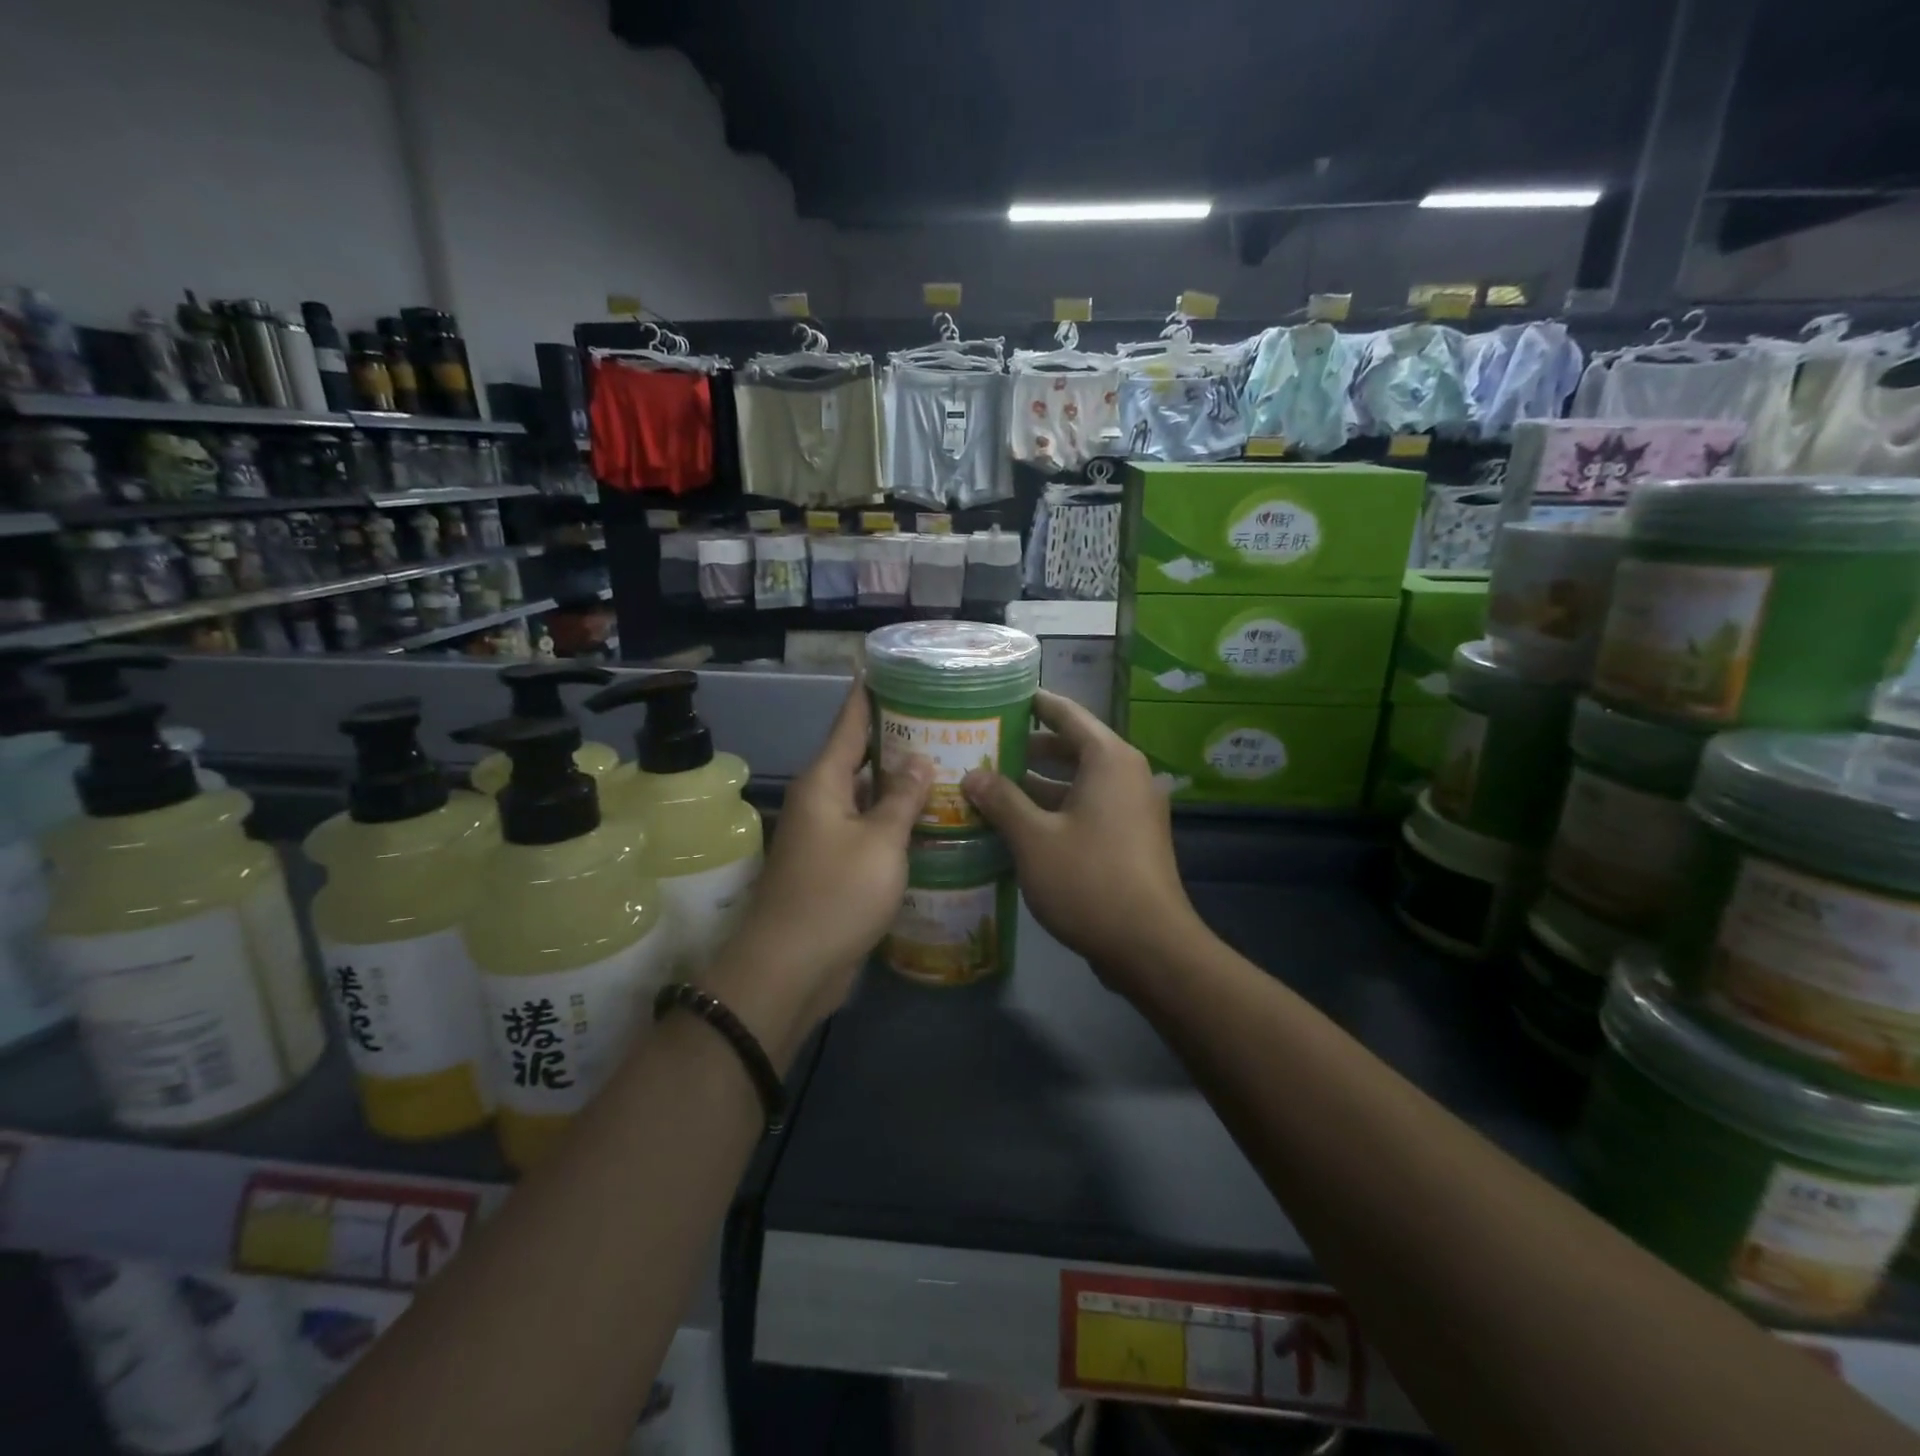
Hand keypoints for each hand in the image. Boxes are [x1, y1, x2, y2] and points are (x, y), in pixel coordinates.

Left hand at [709, 682, 929, 1056]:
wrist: (792, 968)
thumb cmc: (836, 894)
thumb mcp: (880, 842)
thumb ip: (902, 798)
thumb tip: (918, 759)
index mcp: (824, 782)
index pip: (849, 723)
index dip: (869, 694)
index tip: (887, 666)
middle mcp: (821, 801)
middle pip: (860, 758)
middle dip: (898, 740)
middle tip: (944, 722)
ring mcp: (826, 835)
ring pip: (867, 797)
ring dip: (900, 785)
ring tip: (947, 766)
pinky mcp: (835, 866)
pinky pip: (868, 830)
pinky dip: (895, 822)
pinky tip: (930, 821)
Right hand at [962, 691, 1201, 988]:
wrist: (1150, 946)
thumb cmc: (1089, 880)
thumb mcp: (1034, 838)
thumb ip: (1002, 800)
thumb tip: (973, 775)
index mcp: (1110, 760)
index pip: (1068, 714)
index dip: (1036, 703)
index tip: (1003, 696)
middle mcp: (1127, 775)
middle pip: (1073, 747)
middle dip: (1029, 747)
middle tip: (985, 745)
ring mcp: (1133, 809)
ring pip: (1079, 782)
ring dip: (1039, 783)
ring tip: (992, 785)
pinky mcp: (1131, 839)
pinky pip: (1088, 808)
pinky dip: (1056, 808)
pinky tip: (1020, 825)